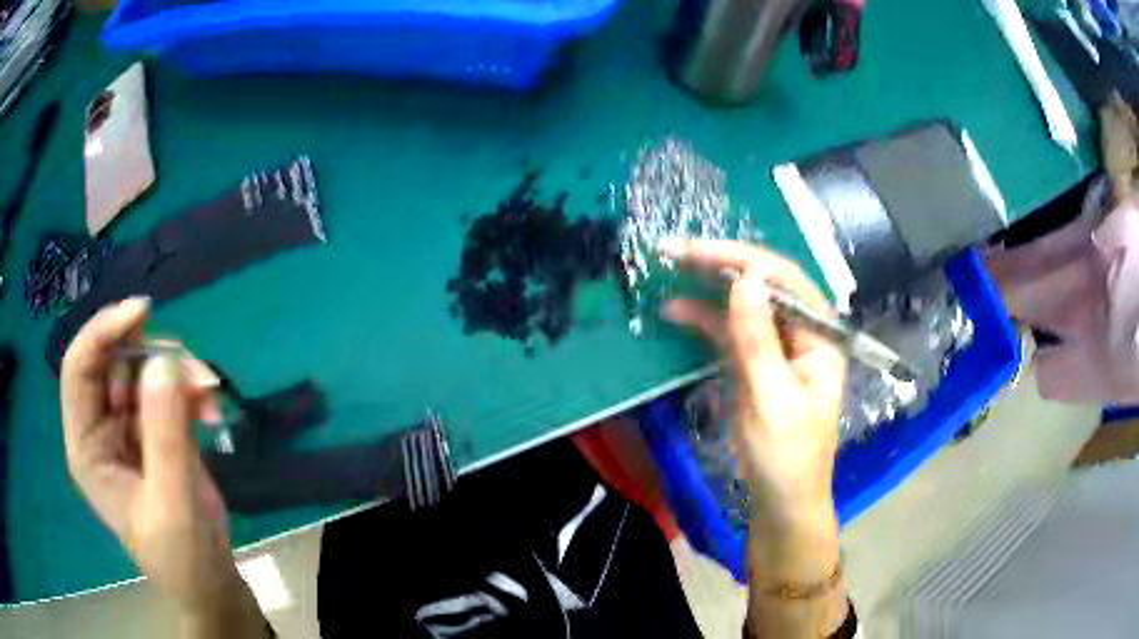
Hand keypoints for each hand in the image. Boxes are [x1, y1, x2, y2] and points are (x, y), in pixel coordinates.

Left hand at [59, 298, 245, 618]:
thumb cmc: (183, 557)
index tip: (143, 312)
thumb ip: (165, 435)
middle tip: (190, 366)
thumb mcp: (172, 503)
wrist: (212, 583)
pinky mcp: (157, 431)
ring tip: (210, 393)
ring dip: (178, 372)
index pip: (79, 369)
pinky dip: (192, 391)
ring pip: (144, 370)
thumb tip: (162, 360)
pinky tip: (213, 409)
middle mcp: (101, 428)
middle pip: (114, 362)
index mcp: (87, 446)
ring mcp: (129, 428)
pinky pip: (169, 390)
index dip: (103, 332)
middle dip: (151, 355)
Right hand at [661, 239, 850, 636]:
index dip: (742, 259)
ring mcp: (778, 348)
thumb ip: (758, 340)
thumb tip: (744, 279)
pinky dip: (704, 320)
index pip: (785, 281)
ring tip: (668, 268)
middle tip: (673, 250)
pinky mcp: (756, 365)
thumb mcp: (772, 400)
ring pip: (744, 304)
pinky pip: (731, 332)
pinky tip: (676, 311)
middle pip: (763, 285)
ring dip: (707, 287)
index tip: (698, 252)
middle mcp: (802, 333)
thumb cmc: (786, 458)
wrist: (781, 504)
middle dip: (720, 265)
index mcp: (821, 337)